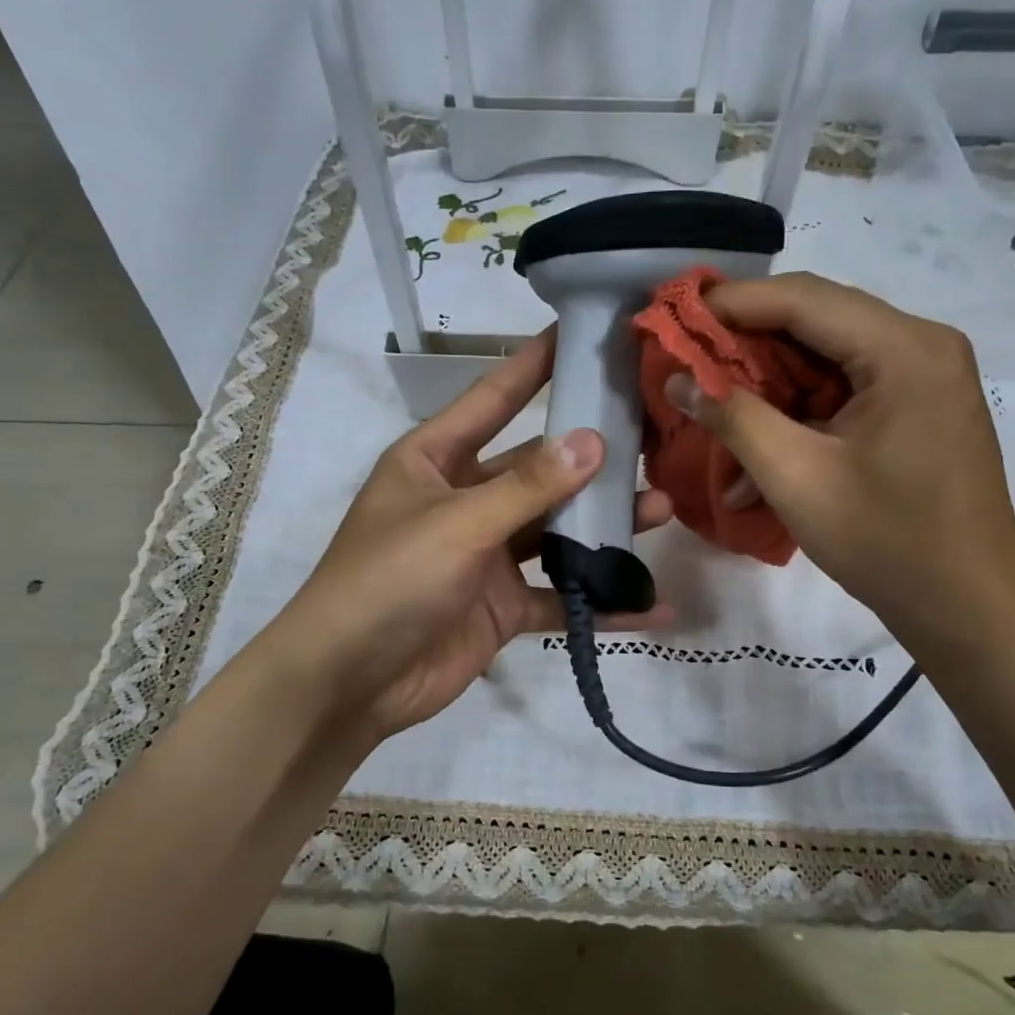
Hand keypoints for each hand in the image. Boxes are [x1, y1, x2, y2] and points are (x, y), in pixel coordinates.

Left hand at [275, 329, 673, 741]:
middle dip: (591, 458)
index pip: (493, 399)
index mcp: (435, 461)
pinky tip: (651, 605)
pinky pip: (560, 596)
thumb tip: (592, 441)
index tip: (582, 332)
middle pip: (537, 469)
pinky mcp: (503, 606)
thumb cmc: (388, 580)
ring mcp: (486, 556)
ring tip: (663, 508)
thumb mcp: (457, 523)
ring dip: (604, 527)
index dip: (535, 365)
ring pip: (556, 532)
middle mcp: (464, 500)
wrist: (350, 682)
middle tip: (652, 437)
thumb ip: (527, 487)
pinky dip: (599, 602)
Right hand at [663, 274, 1014, 662]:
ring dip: (769, 389)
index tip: (673, 316)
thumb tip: (677, 379)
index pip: (803, 299)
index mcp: (903, 349)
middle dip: (745, 346)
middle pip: (815, 323)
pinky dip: (799, 417)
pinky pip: (844, 394)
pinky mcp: (916, 410)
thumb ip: (732, 417)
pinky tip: (758, 456)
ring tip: (713, 413)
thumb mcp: (795, 476)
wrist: (966, 605)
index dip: (731, 303)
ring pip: (825, 361)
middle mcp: (921, 346)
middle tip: (686, 362)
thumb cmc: (884, 540)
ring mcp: (922, 379)